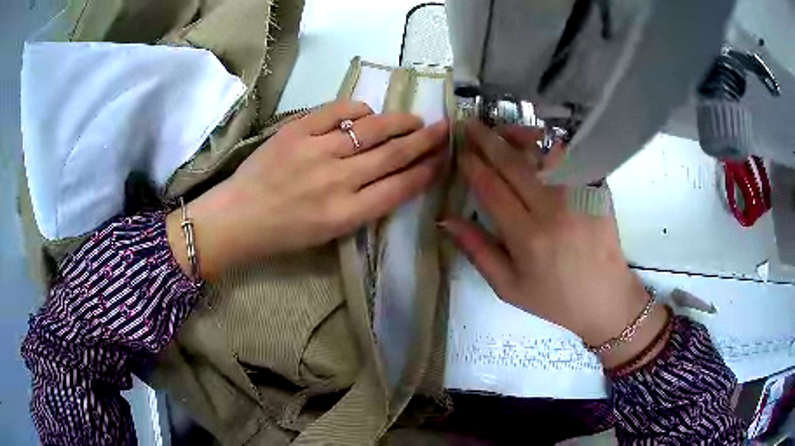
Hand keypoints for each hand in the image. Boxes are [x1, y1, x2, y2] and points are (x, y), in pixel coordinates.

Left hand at [168, 100, 448, 278]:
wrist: (238, 217)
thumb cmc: (284, 233)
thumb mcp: (329, 233)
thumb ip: (363, 207)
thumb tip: (392, 176)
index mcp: (345, 215)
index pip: (398, 188)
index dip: (425, 171)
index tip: (442, 159)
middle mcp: (336, 182)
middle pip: (391, 155)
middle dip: (424, 141)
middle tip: (444, 129)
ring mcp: (315, 152)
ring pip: (370, 130)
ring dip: (399, 122)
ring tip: (414, 120)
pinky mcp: (296, 131)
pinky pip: (338, 111)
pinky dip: (359, 109)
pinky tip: (368, 113)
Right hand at [441, 121, 666, 367]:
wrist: (605, 298)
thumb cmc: (554, 299)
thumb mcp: (508, 287)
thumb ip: (477, 251)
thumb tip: (447, 220)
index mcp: (527, 236)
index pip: (491, 188)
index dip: (471, 165)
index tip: (459, 151)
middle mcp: (553, 209)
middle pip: (513, 163)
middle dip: (487, 140)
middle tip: (469, 125)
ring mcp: (578, 195)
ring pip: (543, 151)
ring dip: (518, 135)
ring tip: (501, 129)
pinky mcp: (597, 189)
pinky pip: (571, 158)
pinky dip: (552, 144)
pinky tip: (538, 140)